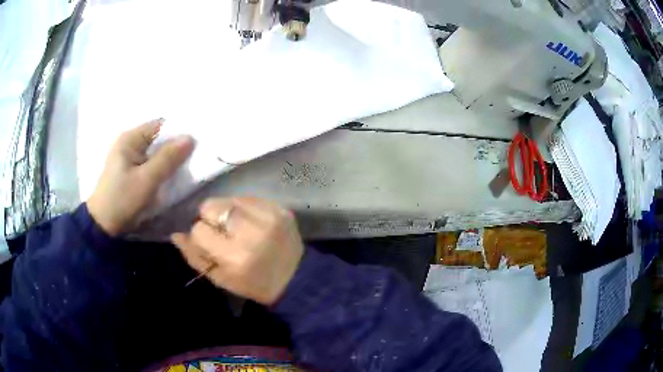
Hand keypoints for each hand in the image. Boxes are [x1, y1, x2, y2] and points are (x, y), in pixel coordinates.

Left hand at [87, 119, 194, 235]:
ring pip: (154, 152)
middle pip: (157, 138)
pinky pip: (149, 162)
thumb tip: (190, 138)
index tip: (195, 144)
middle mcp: (128, 143)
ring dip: (168, 158)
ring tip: (185, 166)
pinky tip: (169, 174)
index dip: (178, 132)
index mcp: (130, 139)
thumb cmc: (123, 200)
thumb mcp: (147, 180)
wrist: (104, 225)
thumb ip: (168, 158)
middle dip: (174, 147)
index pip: (160, 126)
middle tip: (193, 157)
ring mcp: (128, 157)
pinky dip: (160, 167)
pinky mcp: (129, 170)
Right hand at [171, 197, 304, 304]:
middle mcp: (252, 232)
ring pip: (228, 199)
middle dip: (210, 219)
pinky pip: (248, 198)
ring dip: (226, 211)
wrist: (296, 278)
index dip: (200, 236)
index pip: (199, 230)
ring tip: (237, 227)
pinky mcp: (280, 209)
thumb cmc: (253, 284)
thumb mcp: (221, 279)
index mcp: (236, 257)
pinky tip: (250, 222)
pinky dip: (243, 208)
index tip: (209, 243)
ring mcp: (269, 216)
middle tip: (222, 233)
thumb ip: (194, 256)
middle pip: (211, 206)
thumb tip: (175, 234)